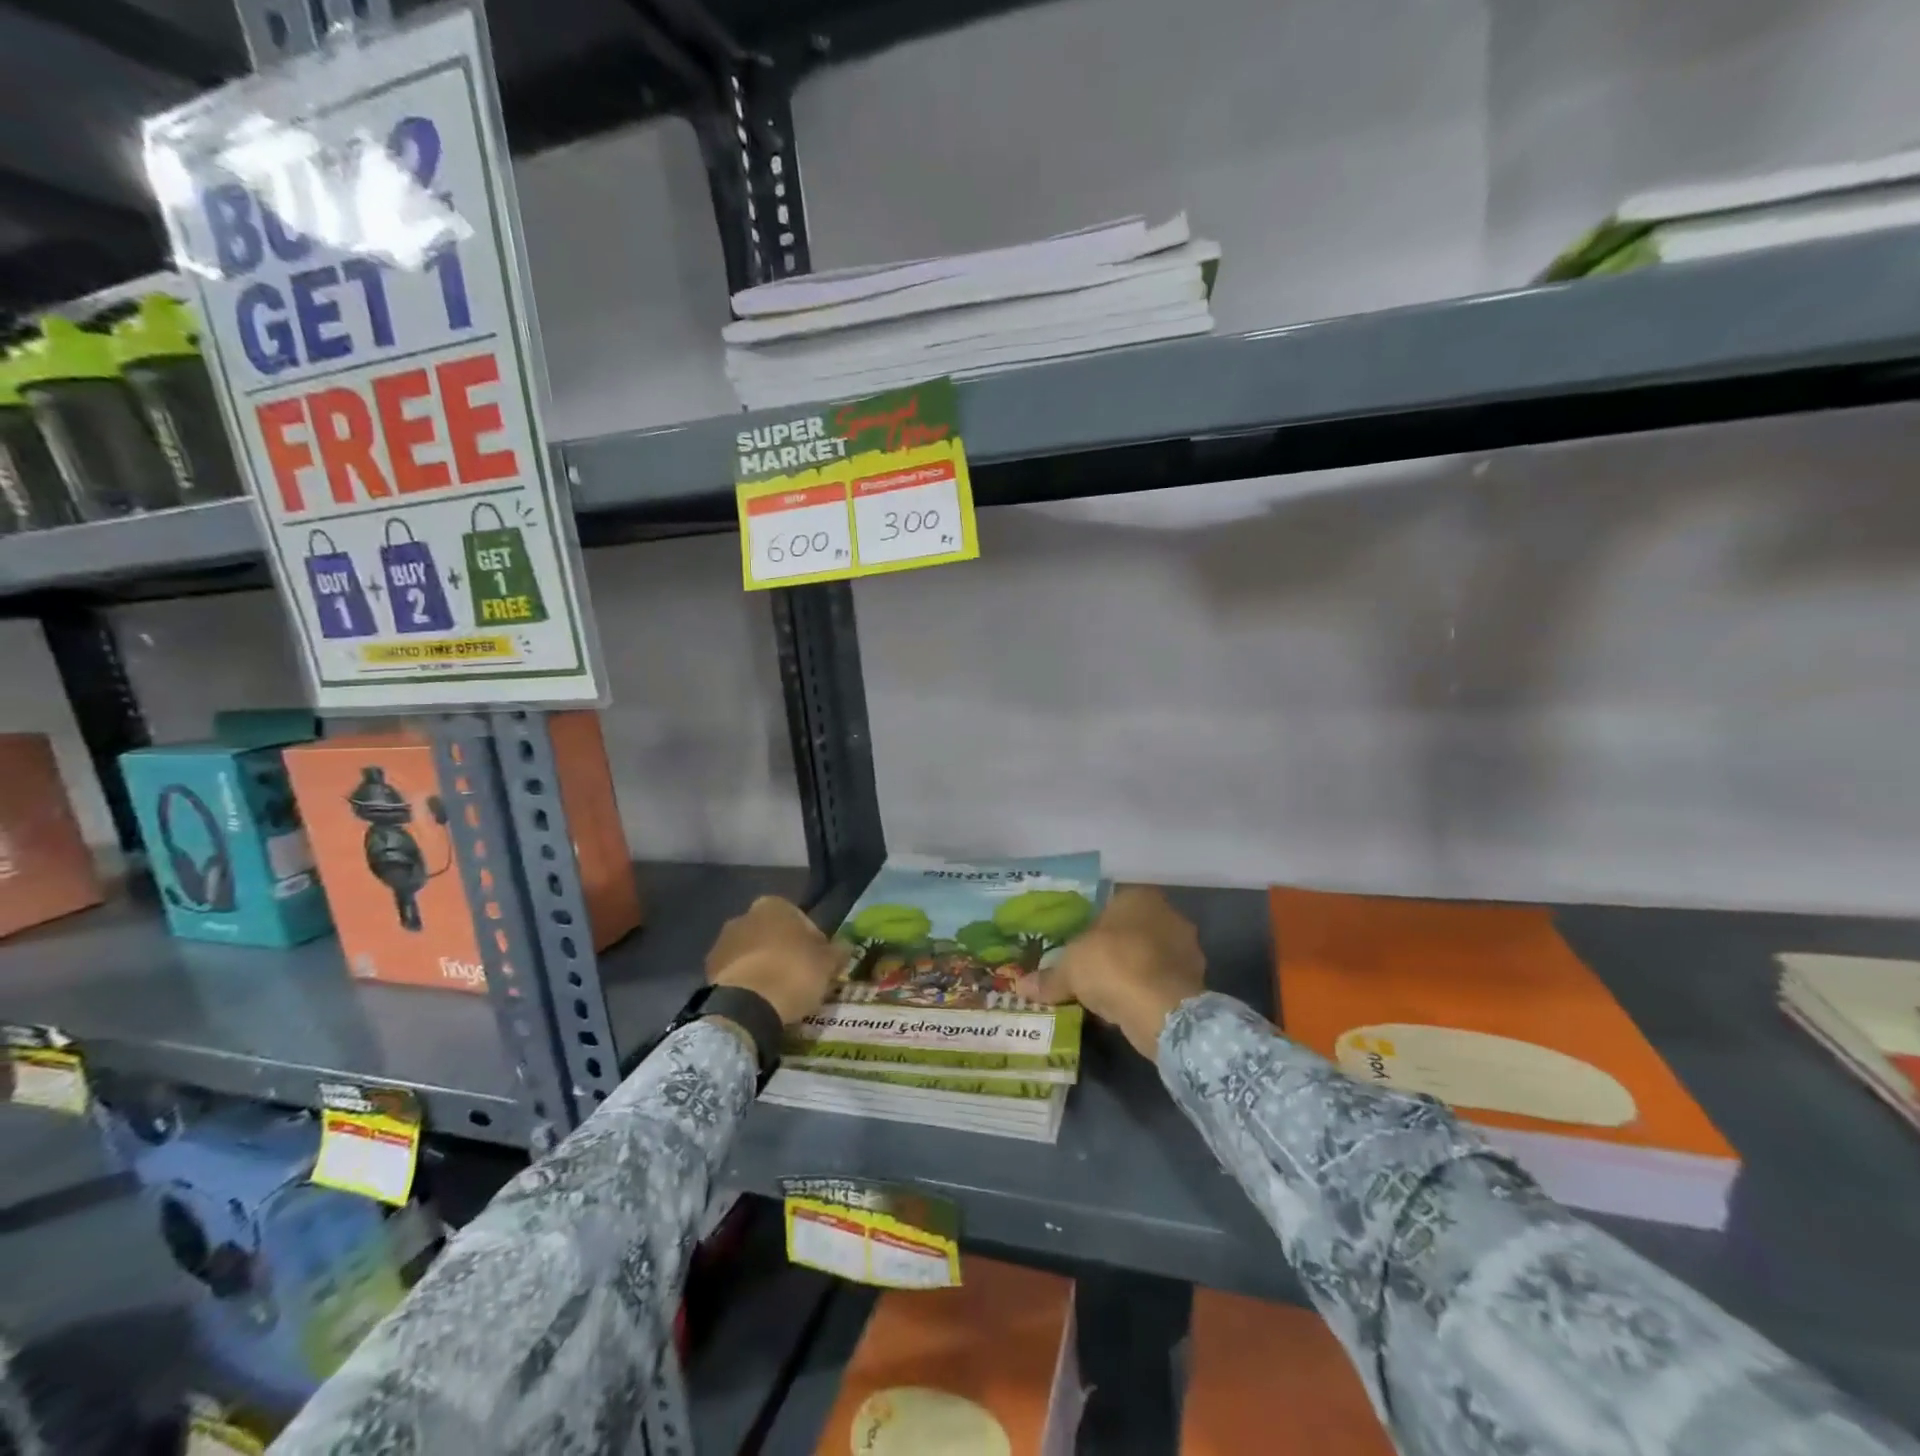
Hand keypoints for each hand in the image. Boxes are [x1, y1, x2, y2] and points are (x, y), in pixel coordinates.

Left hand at [705, 896, 849, 1025]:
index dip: (814, 943)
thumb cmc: (794, 973)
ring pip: (752, 953)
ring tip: (778, 994)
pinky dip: (747, 983)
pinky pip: (736, 974)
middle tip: (799, 978)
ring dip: (763, 967)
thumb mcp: (828, 963)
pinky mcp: (707, 971)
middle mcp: (744, 915)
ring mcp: (722, 943)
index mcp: (774, 905)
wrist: (747, 1007)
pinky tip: (759, 1002)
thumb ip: (837, 951)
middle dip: (784, 951)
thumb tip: (844, 947)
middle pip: (773, 934)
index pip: (801, 920)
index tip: (820, 964)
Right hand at [1015, 886, 1205, 1057]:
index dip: (1092, 926)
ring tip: (1104, 994)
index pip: (1111, 904)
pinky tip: (1125, 1009)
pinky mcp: (1195, 982)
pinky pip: (1160, 983)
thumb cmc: (1112, 966)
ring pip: (1148, 958)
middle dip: (1113, 950)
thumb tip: (1022, 985)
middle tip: (1088, 971)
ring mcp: (1187, 949)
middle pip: (1132, 931)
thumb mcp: (1069, 969)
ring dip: (1131, 973)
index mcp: (1139, 897)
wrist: (1162, 1010)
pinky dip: (1144, 993)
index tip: (1077, 947)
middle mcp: (1169, 915)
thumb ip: (1048, 976)